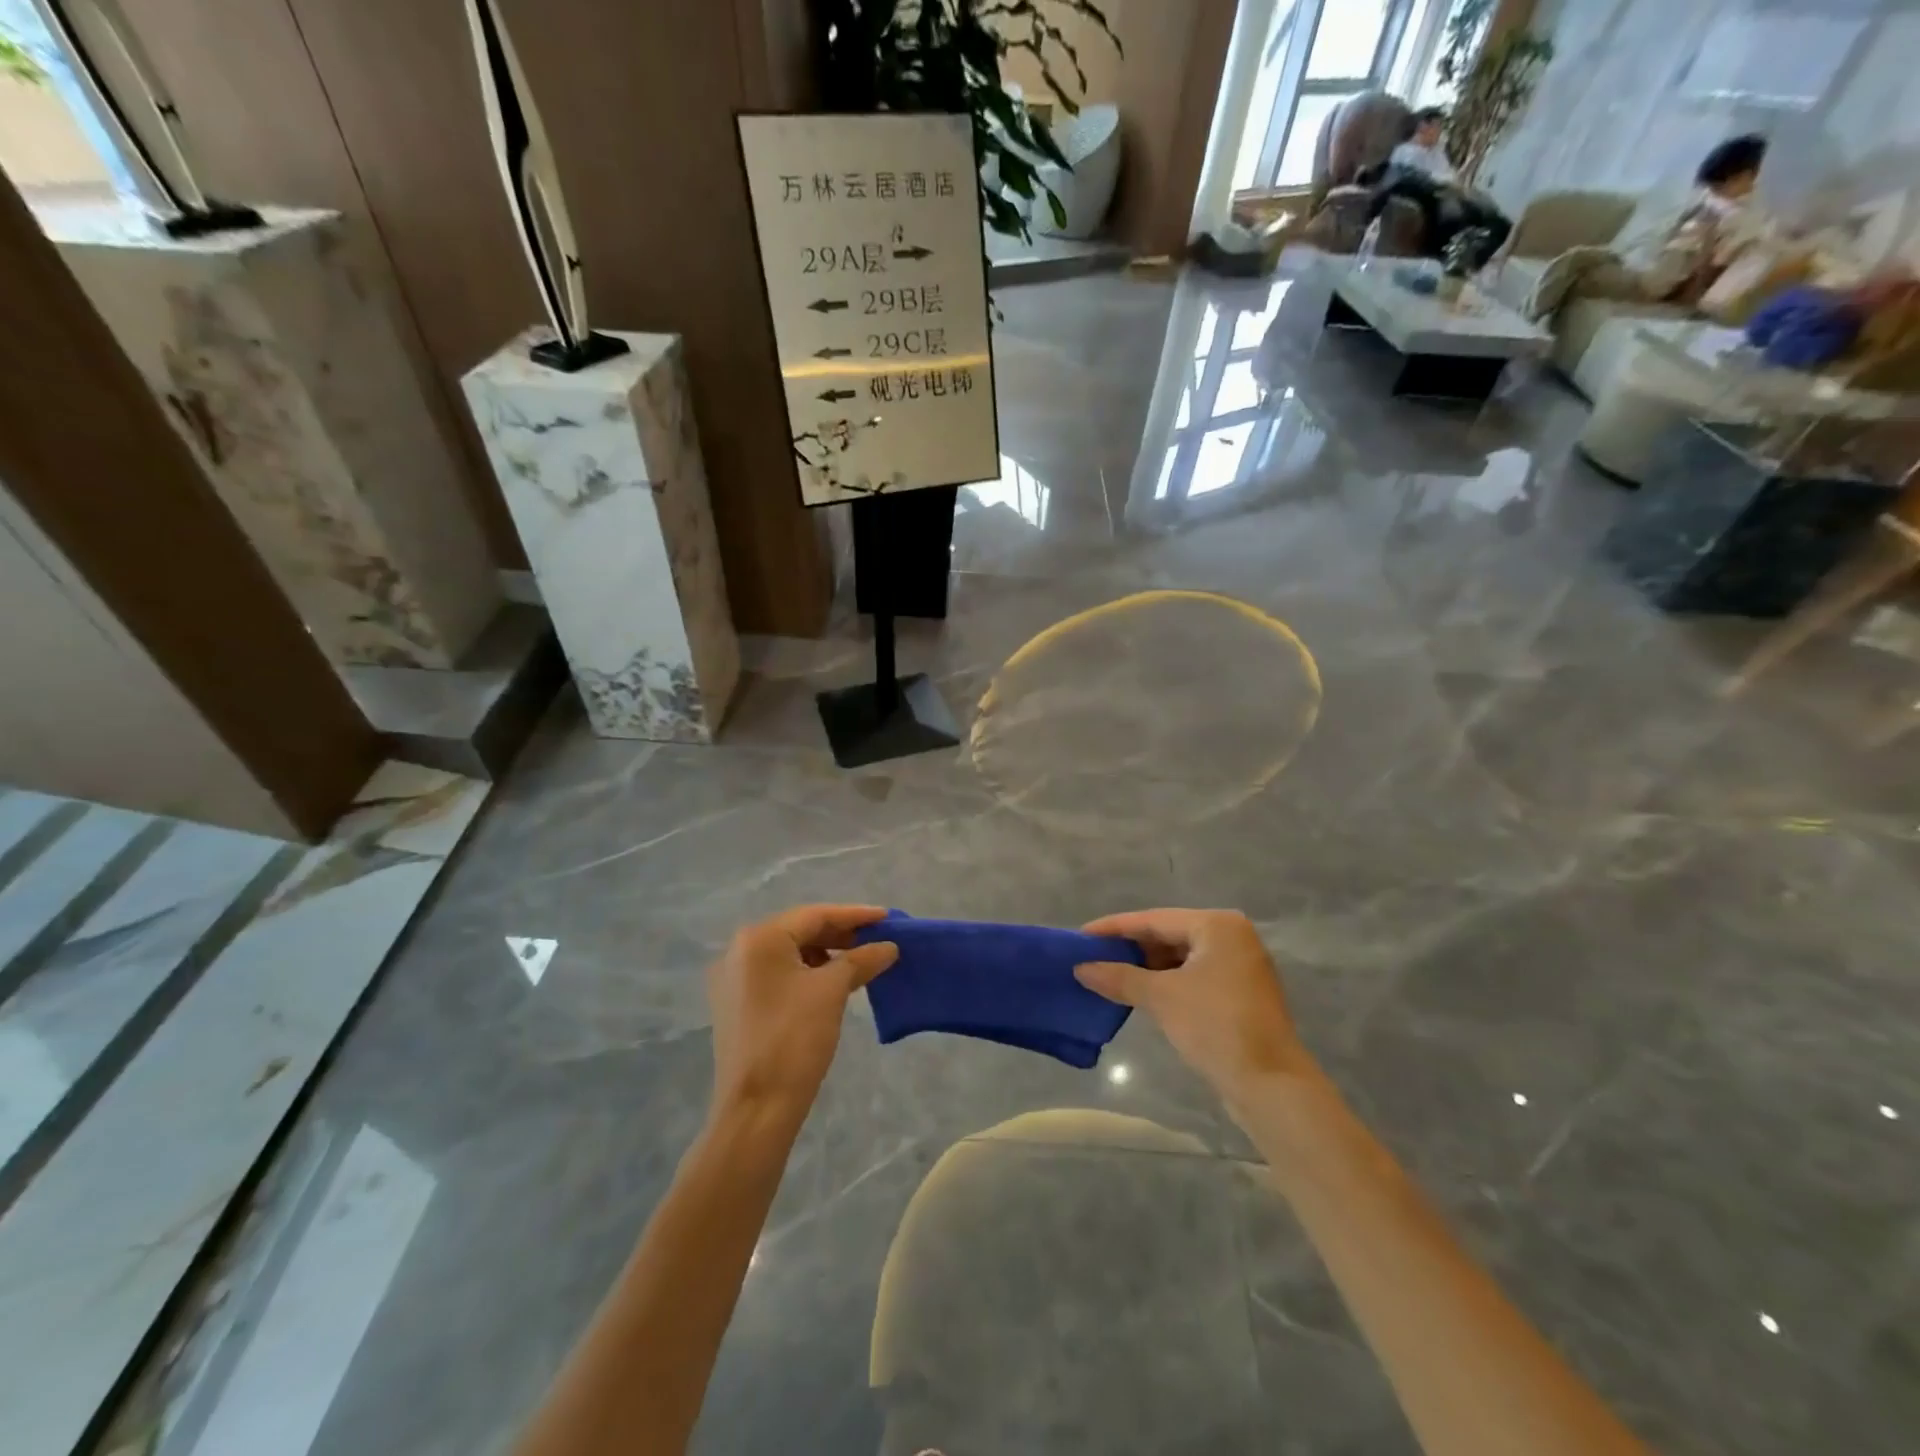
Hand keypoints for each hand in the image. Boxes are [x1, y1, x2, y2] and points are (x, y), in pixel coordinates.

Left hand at [707, 905, 897, 1122]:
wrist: (756, 1109)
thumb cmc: (794, 1039)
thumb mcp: (832, 992)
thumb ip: (861, 960)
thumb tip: (888, 946)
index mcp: (759, 939)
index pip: (814, 915)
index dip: (855, 915)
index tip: (887, 917)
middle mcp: (739, 951)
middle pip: (799, 931)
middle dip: (840, 935)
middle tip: (877, 940)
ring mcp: (733, 980)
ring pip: (789, 954)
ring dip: (825, 955)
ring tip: (859, 963)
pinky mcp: (736, 1005)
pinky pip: (777, 975)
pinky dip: (807, 973)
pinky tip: (832, 984)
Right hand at [1075, 909, 1311, 1101]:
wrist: (1271, 1085)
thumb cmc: (1215, 1026)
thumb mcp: (1161, 997)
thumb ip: (1119, 977)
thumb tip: (1080, 968)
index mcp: (1217, 925)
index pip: (1154, 919)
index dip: (1114, 928)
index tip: (1080, 936)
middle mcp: (1232, 937)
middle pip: (1168, 934)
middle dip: (1130, 947)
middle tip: (1092, 956)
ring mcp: (1240, 965)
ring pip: (1181, 957)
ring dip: (1146, 966)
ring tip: (1109, 974)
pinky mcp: (1241, 993)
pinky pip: (1193, 976)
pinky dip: (1166, 981)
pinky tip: (1140, 992)